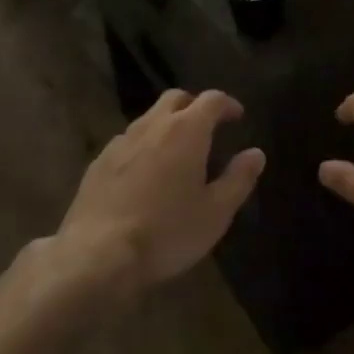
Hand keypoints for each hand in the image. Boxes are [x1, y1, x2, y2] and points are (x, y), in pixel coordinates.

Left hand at [56, 88, 264, 293]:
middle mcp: (152, 126)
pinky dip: (143, 145)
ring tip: (177, 151)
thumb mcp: (216, 212)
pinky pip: (127, 141)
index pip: (211, 100)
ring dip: (167, 124)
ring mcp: (120, 142)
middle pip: (175, 98)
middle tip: (208, 126)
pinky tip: (145, 172)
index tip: (237, 116)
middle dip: (194, 105)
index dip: (227, 104)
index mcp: (186, 131)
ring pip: (148, 118)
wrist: (97, 255)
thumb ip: (239, 179)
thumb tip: (256, 153)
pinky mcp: (98, 162)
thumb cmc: (167, 232)